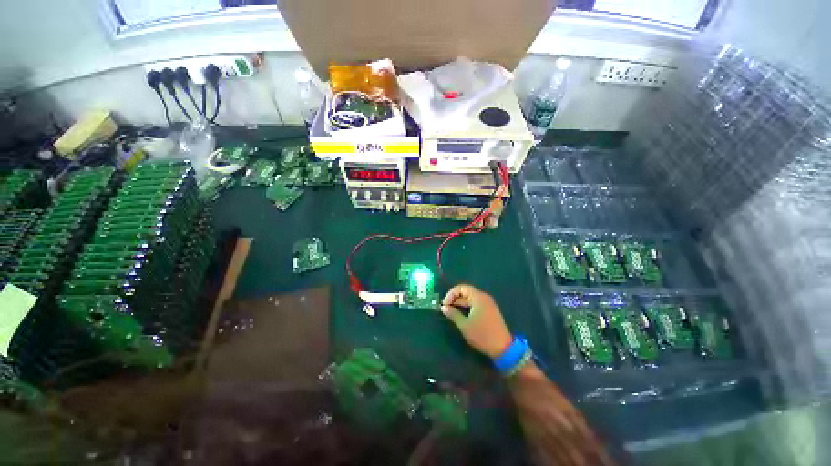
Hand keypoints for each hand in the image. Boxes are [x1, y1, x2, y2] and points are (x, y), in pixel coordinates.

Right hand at [441, 284, 512, 358]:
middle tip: (446, 309)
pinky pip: (476, 304)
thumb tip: (444, 307)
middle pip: (466, 292)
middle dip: (455, 299)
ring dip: (460, 304)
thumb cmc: (482, 335)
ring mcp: (488, 304)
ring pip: (471, 299)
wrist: (503, 348)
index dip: (451, 294)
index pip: (461, 288)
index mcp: (478, 297)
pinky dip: (467, 307)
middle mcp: (484, 297)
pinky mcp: (490, 311)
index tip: (444, 304)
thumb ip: (453, 314)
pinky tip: (462, 316)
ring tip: (452, 313)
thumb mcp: (464, 325)